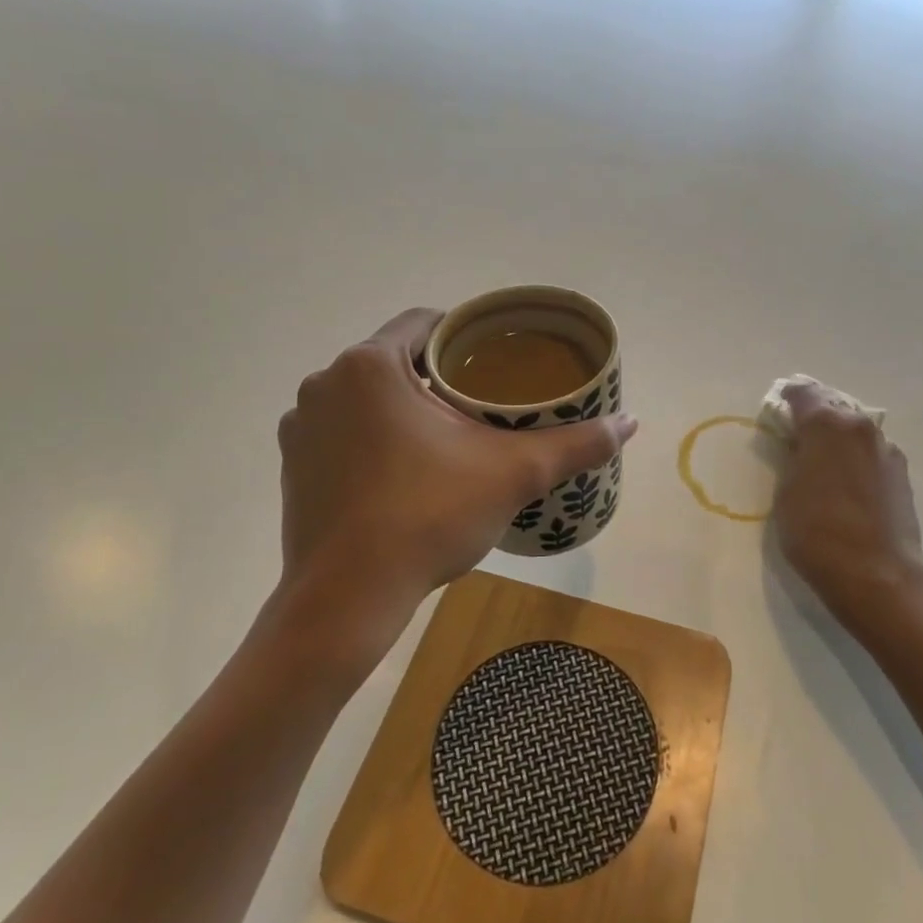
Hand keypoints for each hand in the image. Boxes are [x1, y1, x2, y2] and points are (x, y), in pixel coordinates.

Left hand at [276, 308, 636, 670]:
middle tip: (480, 400)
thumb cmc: (427, 517)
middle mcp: (325, 382)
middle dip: (436, 373)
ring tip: (444, 435)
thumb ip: (574, 444)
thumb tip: (631, 422)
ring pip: (365, 395)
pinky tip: (401, 469)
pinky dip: (371, 436)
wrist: (346, 600)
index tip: (494, 359)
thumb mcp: (512, 475)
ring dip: (400, 404)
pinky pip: (341, 429)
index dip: (464, 334)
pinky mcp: (291, 465)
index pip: (425, 322)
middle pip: (395, 358)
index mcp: (371, 364)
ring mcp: (300, 425)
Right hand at [771, 382, 922, 647]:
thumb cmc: (817, 533)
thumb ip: (793, 460)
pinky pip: (870, 455)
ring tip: (824, 465)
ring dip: (838, 441)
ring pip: (855, 433)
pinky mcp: (902, 475)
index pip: (804, 394)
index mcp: (827, 425)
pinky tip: (847, 486)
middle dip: (815, 419)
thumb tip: (802, 448)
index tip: (779, 407)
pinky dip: (856, 461)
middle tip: (798, 438)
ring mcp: (886, 450)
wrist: (878, 577)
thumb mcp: (786, 493)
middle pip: (833, 410)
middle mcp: (860, 427)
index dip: (788, 398)